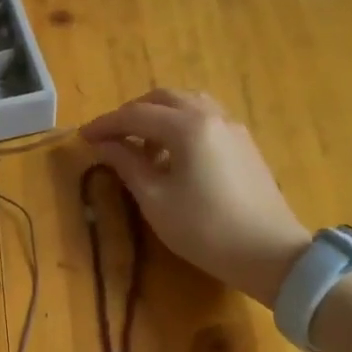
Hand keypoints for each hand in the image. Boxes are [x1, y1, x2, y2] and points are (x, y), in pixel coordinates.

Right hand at [81, 88, 311, 305]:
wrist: (269, 252)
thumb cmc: (204, 229)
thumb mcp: (155, 200)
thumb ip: (127, 165)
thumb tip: (104, 145)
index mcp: (187, 127)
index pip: (136, 114)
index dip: (105, 124)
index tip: (83, 138)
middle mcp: (212, 116)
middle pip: (164, 98)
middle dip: (132, 113)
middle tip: (110, 137)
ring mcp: (232, 128)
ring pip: (188, 105)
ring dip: (158, 116)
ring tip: (140, 145)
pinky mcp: (244, 144)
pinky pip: (205, 119)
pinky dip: (180, 125)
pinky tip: (172, 155)